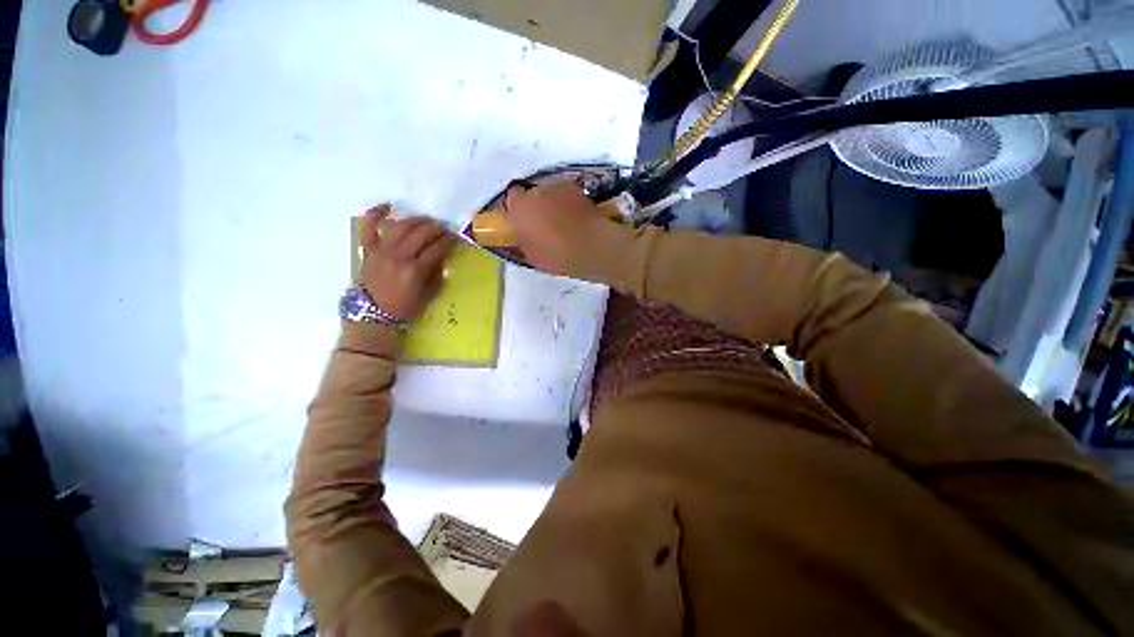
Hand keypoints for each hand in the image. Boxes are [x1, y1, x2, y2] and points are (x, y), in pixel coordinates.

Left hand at [358, 205, 455, 321]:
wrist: (374, 313)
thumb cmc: (405, 307)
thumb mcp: (429, 294)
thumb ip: (437, 274)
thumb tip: (441, 257)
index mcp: (415, 270)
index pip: (437, 248)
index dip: (448, 240)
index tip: (455, 237)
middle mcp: (399, 256)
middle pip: (421, 233)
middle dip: (436, 228)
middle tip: (443, 228)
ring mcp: (382, 250)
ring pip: (401, 226)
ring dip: (416, 220)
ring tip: (426, 221)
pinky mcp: (369, 249)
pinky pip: (369, 226)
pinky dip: (376, 213)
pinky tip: (388, 206)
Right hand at [502, 181, 618, 275]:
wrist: (593, 248)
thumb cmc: (558, 256)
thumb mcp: (532, 256)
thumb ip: (523, 240)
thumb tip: (523, 235)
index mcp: (520, 207)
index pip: (511, 199)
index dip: (516, 211)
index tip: (521, 223)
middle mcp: (537, 190)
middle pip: (531, 194)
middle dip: (534, 206)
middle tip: (542, 226)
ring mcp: (560, 187)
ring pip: (550, 193)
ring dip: (552, 204)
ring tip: (562, 223)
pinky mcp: (579, 190)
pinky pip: (567, 196)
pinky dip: (568, 204)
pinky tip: (576, 220)